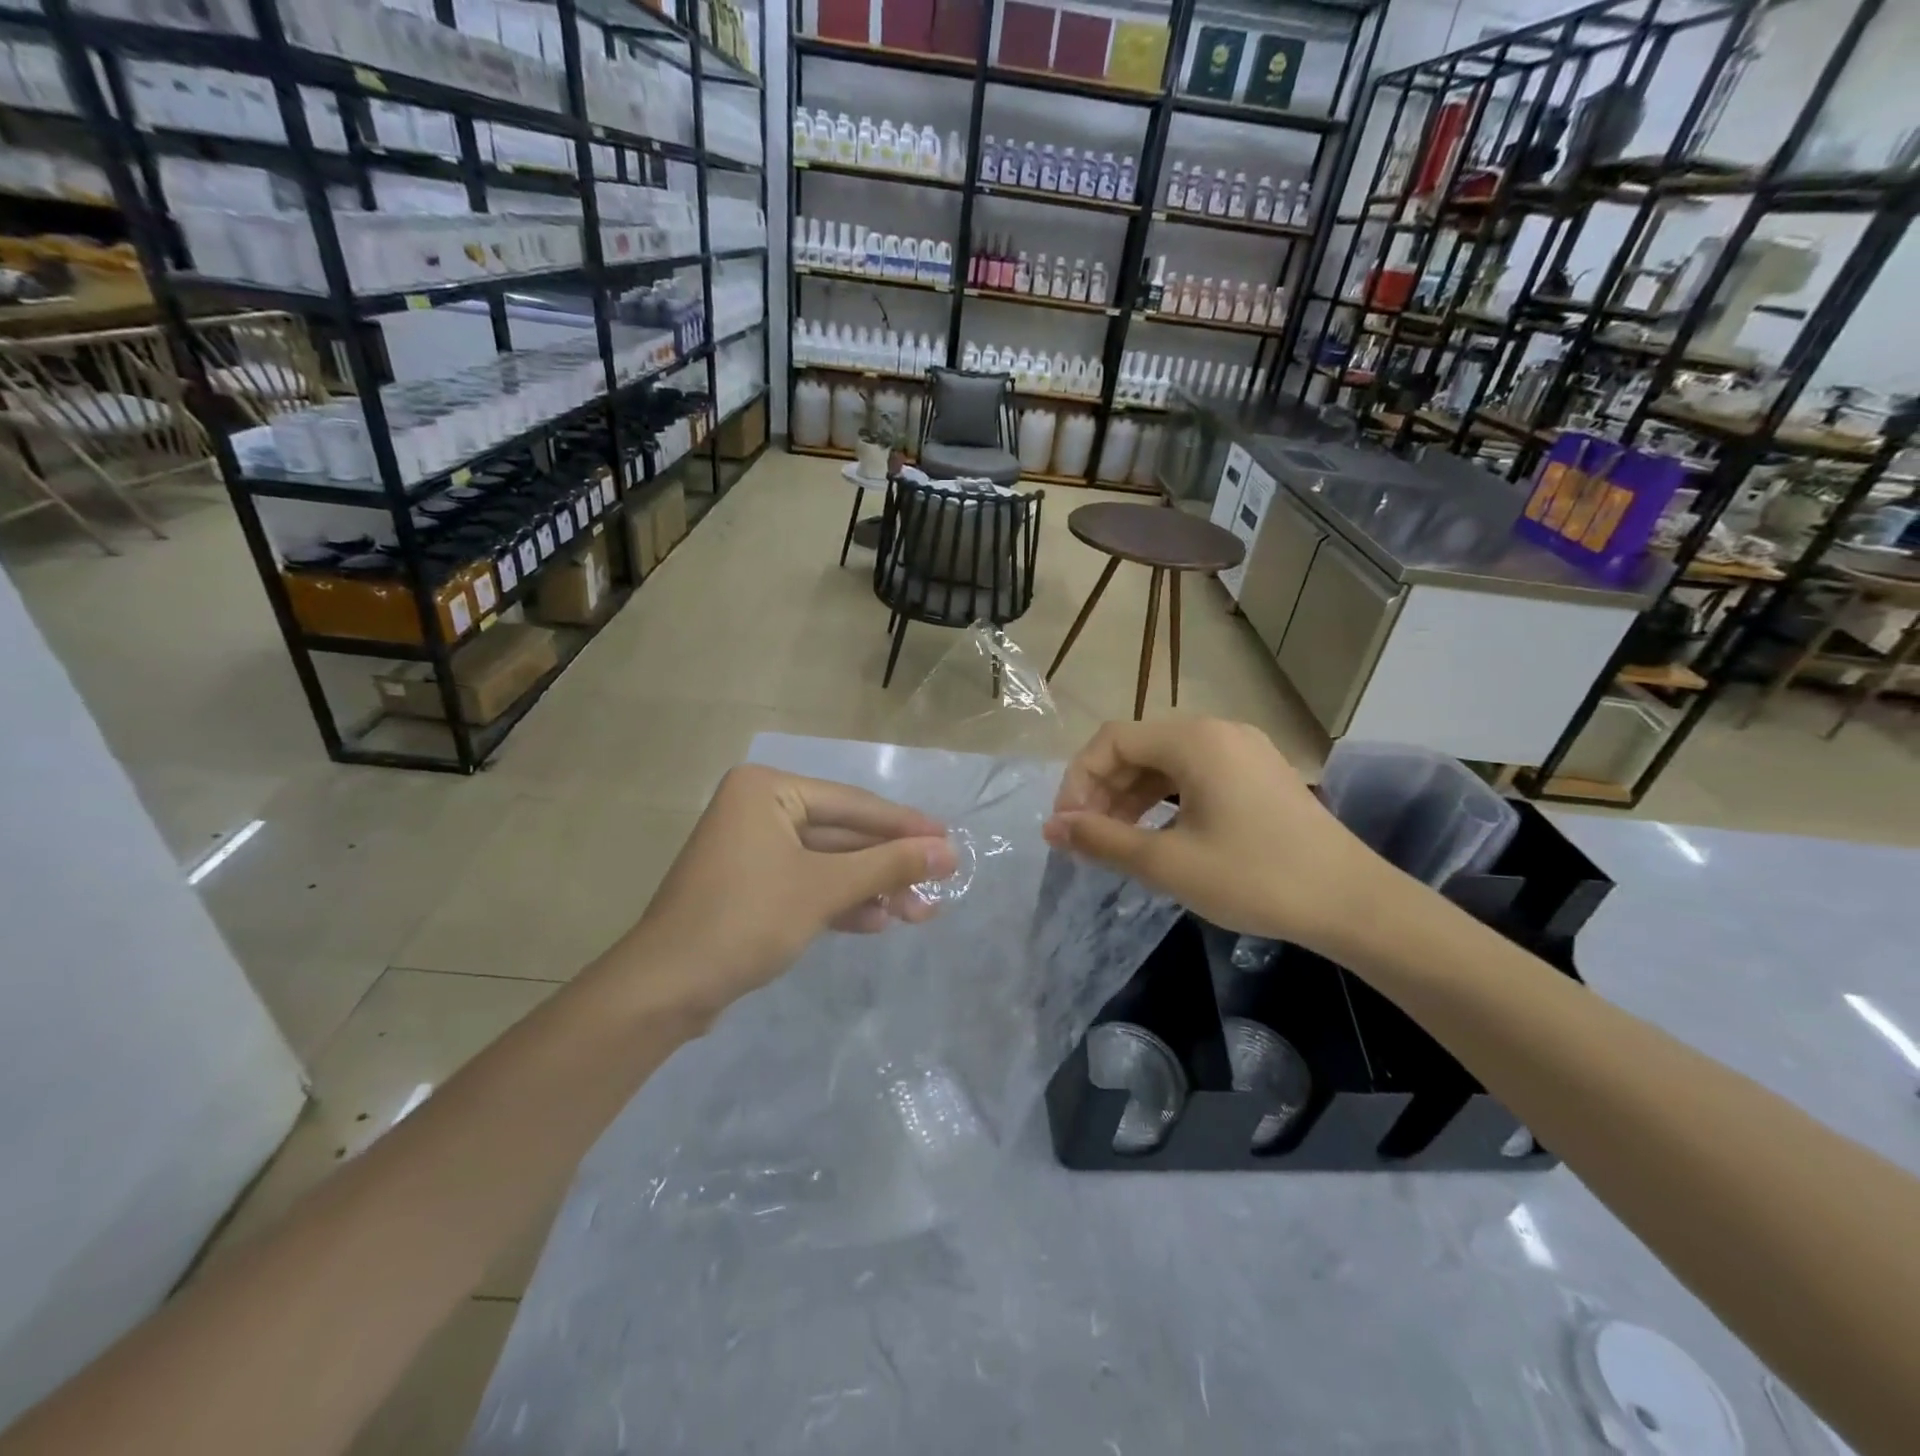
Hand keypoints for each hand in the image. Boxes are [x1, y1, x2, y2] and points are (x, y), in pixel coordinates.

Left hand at [616, 765, 956, 1019]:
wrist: (666, 990)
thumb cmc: (745, 920)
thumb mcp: (824, 889)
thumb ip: (888, 865)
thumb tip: (949, 851)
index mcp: (767, 790)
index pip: (852, 804)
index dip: (905, 826)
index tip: (950, 839)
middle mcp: (760, 809)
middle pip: (843, 834)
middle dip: (889, 866)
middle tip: (941, 883)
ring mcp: (755, 850)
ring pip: (830, 863)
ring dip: (872, 888)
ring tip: (920, 912)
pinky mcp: (754, 887)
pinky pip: (809, 885)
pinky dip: (841, 902)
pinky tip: (878, 922)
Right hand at [1042, 717, 1394, 957]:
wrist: (1352, 903)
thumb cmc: (1253, 878)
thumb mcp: (1167, 862)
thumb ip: (1102, 839)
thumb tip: (1051, 828)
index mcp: (1194, 740)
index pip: (1111, 740)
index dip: (1078, 780)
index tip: (1066, 826)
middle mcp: (1217, 731)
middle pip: (1138, 747)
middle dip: (1104, 790)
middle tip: (1087, 838)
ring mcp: (1243, 749)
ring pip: (1166, 762)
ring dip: (1132, 796)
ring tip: (1116, 840)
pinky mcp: (1259, 772)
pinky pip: (1195, 774)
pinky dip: (1165, 799)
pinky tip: (1158, 833)